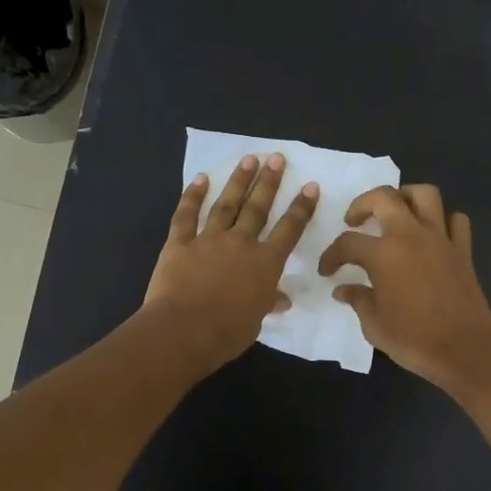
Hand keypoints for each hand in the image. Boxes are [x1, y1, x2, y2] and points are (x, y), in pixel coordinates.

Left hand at [143, 153, 318, 371]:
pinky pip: (186, 215)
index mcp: (265, 264)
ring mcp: (208, 240)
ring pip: (227, 204)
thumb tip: (282, 299)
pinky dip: (193, 196)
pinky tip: (201, 179)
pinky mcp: (179, 243)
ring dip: (238, 181)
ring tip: (248, 159)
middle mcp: (240, 243)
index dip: (301, 208)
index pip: (290, 230)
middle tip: (276, 158)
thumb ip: (267, 304)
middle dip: (269, 182)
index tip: (310, 186)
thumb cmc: (226, 333)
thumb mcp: (254, 322)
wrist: (183, 331)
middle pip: (258, 207)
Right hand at [317, 185, 490, 390]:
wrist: (465, 350)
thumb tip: (343, 289)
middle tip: (355, 221)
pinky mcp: (463, 249)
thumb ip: (358, 300)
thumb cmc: (414, 339)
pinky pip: (455, 219)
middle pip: (384, 197)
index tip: (327, 270)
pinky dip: (443, 220)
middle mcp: (411, 235)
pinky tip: (432, 234)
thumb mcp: (374, 325)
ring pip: (425, 194)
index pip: (347, 243)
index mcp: (384, 254)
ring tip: (395, 213)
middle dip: (363, 203)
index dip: (331, 255)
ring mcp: (441, 238)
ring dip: (405, 197)